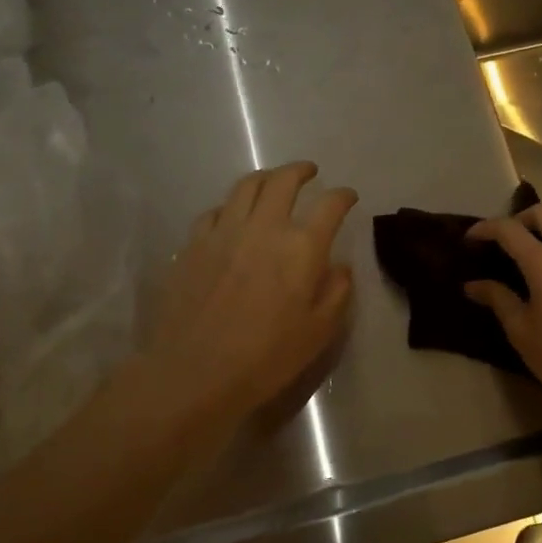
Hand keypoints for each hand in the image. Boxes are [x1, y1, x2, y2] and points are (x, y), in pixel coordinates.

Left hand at [143, 162, 356, 429]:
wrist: (194, 372)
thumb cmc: (266, 357)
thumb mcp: (319, 332)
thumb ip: (336, 292)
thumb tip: (338, 266)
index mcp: (301, 247)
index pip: (330, 205)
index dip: (343, 196)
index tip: (348, 197)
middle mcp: (264, 227)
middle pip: (284, 180)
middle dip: (301, 170)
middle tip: (309, 172)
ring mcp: (224, 231)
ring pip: (246, 186)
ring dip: (265, 178)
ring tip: (272, 182)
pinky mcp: (193, 244)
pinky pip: (215, 211)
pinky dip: (231, 206)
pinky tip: (232, 217)